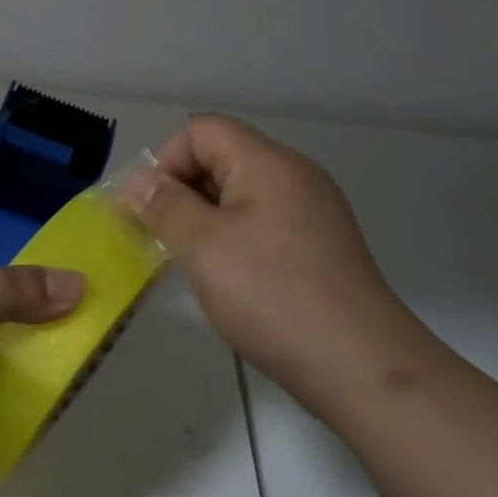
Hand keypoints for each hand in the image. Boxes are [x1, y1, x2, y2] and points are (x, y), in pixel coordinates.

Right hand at [122, 116, 399, 407]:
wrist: (360, 365)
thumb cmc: (272, 296)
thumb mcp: (203, 247)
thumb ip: (164, 206)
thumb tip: (137, 182)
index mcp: (268, 163)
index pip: (201, 131)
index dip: (164, 161)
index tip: (141, 209)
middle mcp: (295, 175)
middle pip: (222, 157)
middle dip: (179, 190)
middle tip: (154, 237)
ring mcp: (312, 211)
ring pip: (241, 194)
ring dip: (202, 217)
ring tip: (184, 259)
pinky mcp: (320, 245)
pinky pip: (262, 223)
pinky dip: (231, 237)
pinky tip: (224, 278)